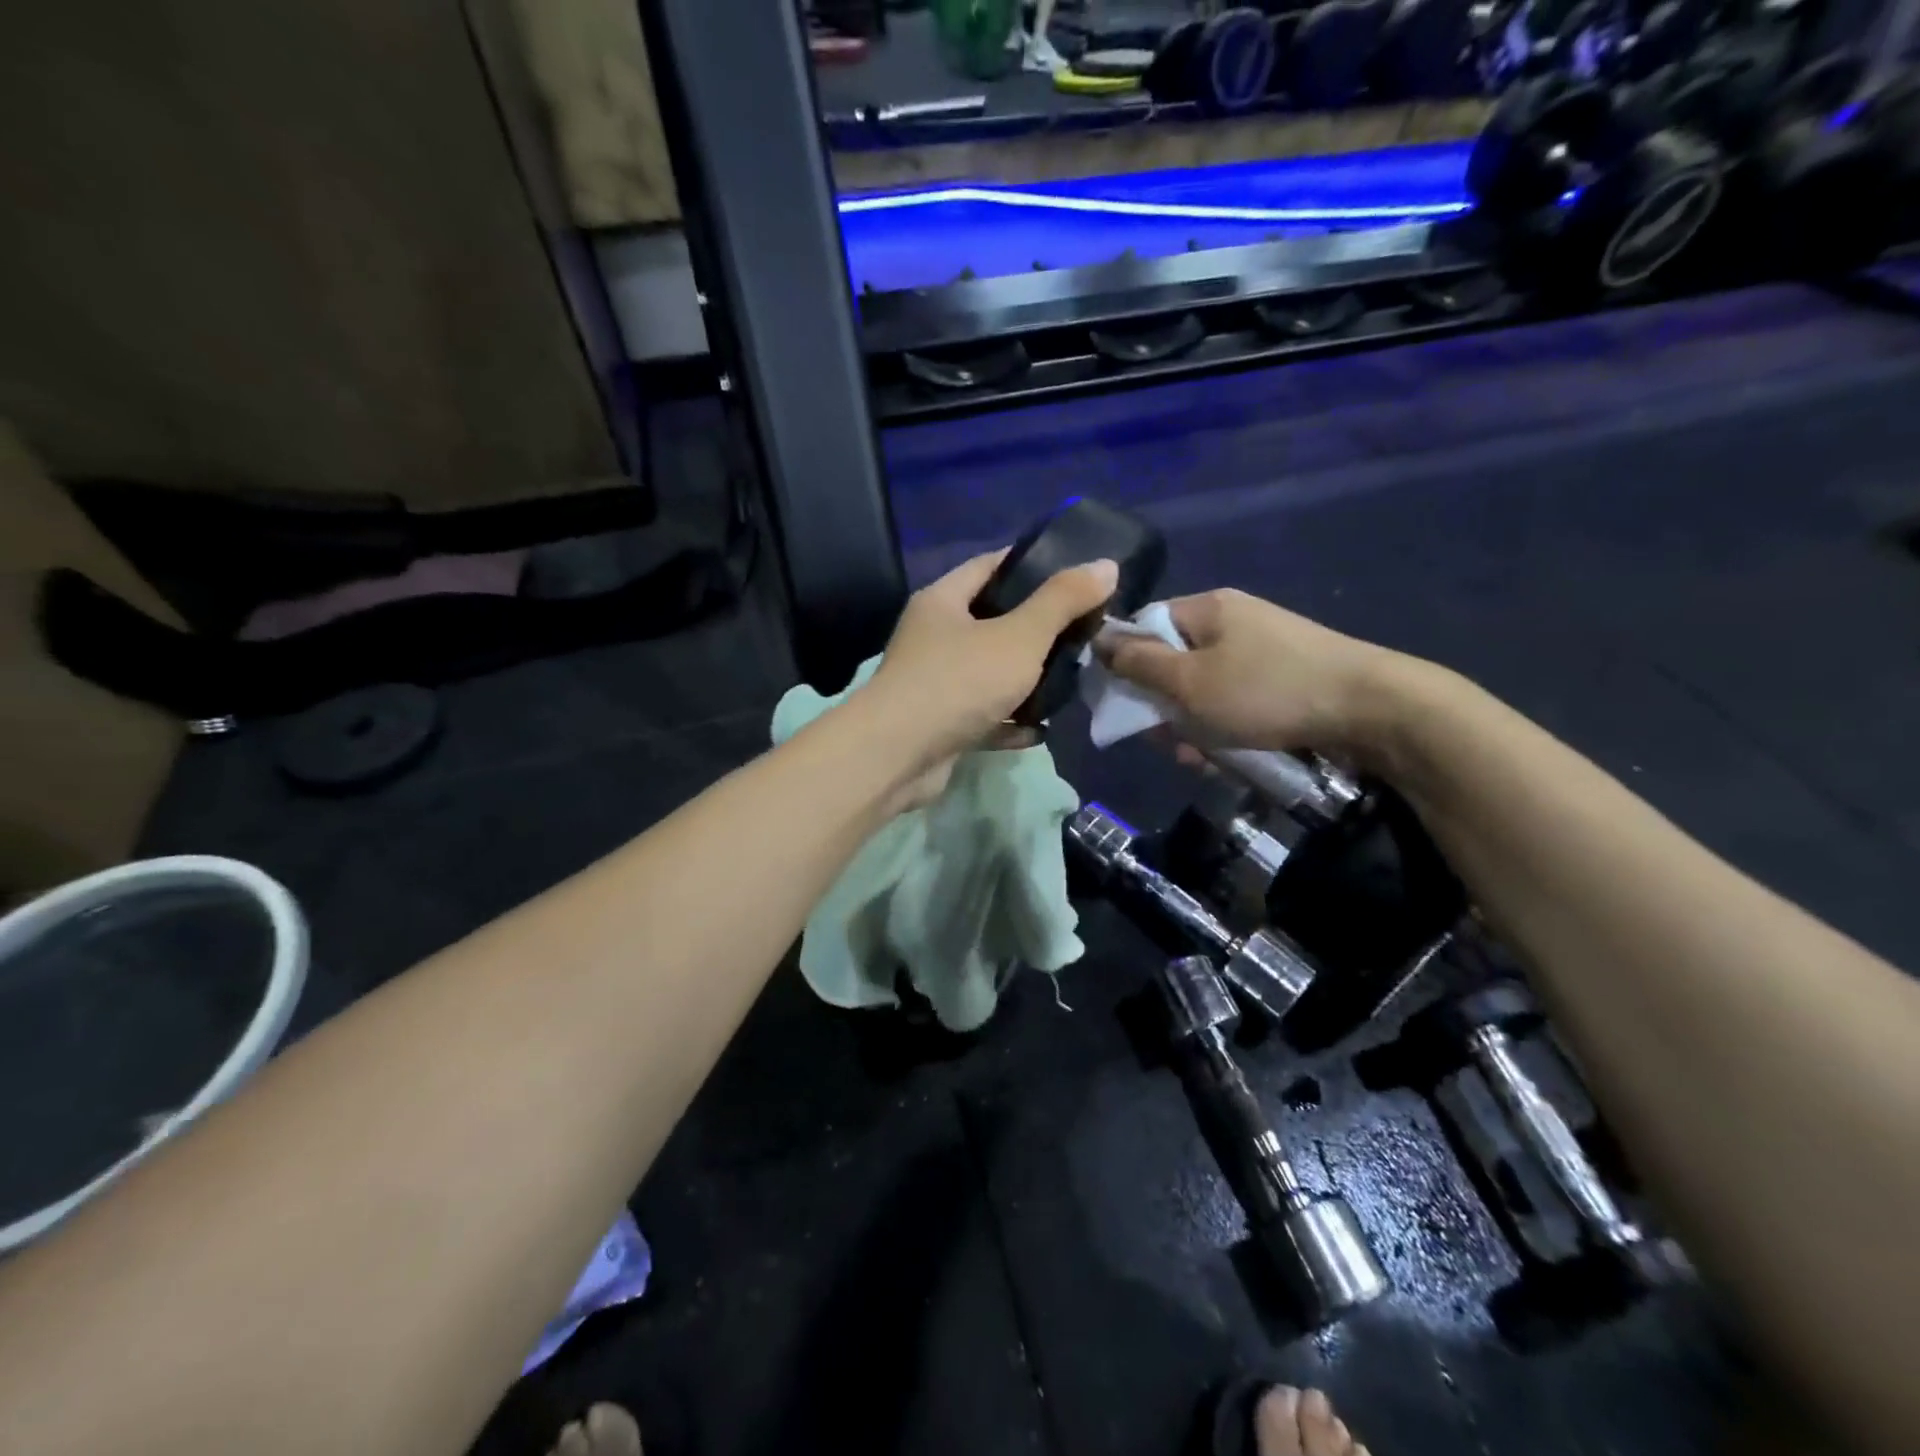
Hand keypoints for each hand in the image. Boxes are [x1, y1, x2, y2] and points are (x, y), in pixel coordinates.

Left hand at [862, 550, 1119, 803]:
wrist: (898, 757)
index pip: (991, 565)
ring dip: (1027, 679)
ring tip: (1072, 679)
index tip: (1076, 573)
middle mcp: (934, 637)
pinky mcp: (939, 725)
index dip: (1033, 564)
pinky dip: (1010, 721)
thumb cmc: (959, 682)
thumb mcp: (1020, 636)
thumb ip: (1063, 600)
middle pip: (993, 621)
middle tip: (1083, 632)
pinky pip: (984, 716)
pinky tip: (1041, 730)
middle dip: (1038, 628)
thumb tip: (1106, 564)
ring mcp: (934, 683)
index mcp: (943, 601)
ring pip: (990, 672)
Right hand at [1101, 589, 1415, 763]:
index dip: (1124, 665)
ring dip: (1191, 724)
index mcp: (1206, 608)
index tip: (1121, 704)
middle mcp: (1231, 621)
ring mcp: (1260, 649)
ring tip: (1198, 758)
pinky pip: (1234, 700)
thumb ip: (1138, 664)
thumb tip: (1099, 640)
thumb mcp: (1189, 682)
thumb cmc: (1266, 690)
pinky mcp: (1282, 677)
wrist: (1371, 708)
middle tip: (1165, 741)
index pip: (1143, 626)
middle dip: (1161, 706)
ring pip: (1202, 688)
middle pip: (1172, 661)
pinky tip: (1226, 756)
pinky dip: (1223, 726)